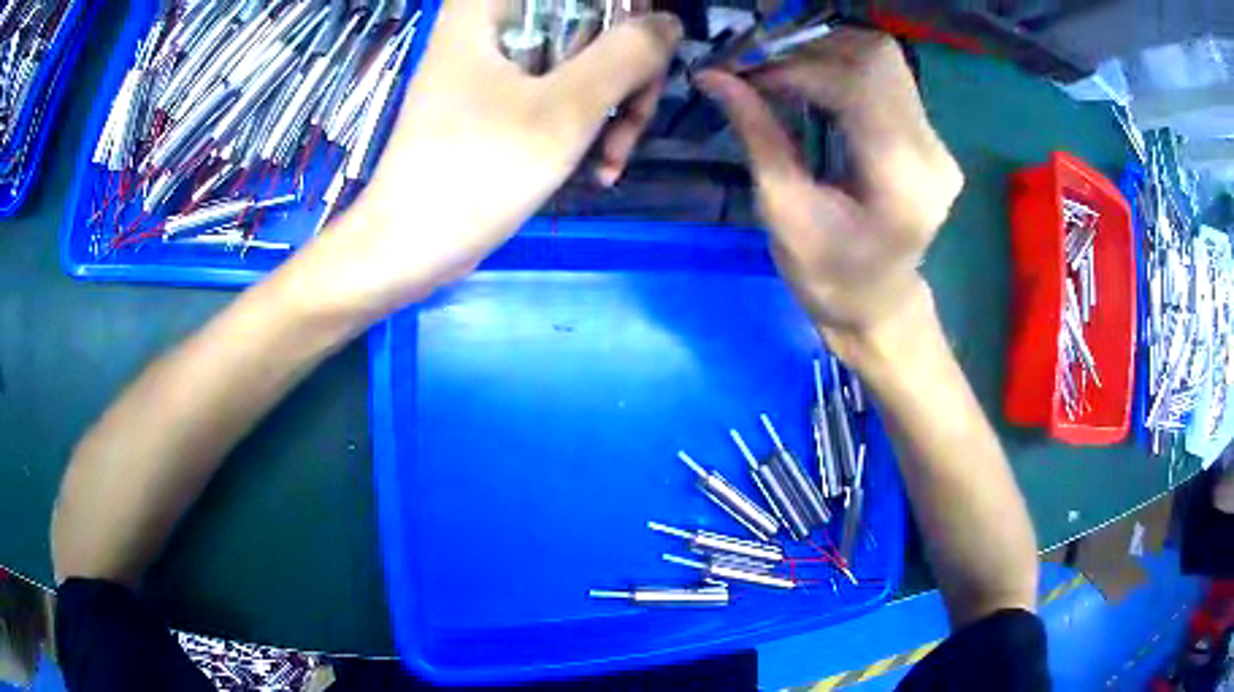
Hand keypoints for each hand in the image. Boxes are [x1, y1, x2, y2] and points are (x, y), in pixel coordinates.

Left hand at [296, 1, 681, 320]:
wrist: (409, 247)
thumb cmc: (476, 172)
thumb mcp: (564, 111)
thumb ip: (627, 56)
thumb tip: (669, 24)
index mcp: (492, 5)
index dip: (628, 20)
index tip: (643, 65)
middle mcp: (491, 21)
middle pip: (591, 21)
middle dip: (625, 74)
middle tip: (631, 125)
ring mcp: (494, 59)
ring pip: (583, 58)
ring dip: (612, 108)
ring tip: (610, 160)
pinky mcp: (496, 94)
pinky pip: (560, 88)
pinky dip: (584, 122)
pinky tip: (595, 167)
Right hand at [696, 30, 963, 357]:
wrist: (877, 306)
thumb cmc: (827, 276)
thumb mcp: (783, 210)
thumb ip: (757, 134)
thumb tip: (714, 77)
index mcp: (901, 180)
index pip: (854, 87)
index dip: (795, 70)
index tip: (748, 78)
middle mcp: (931, 153)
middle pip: (879, 58)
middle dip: (814, 50)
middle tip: (767, 68)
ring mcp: (936, 144)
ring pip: (884, 61)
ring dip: (828, 55)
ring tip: (784, 74)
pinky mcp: (930, 140)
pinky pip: (888, 81)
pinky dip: (844, 70)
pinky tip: (814, 87)